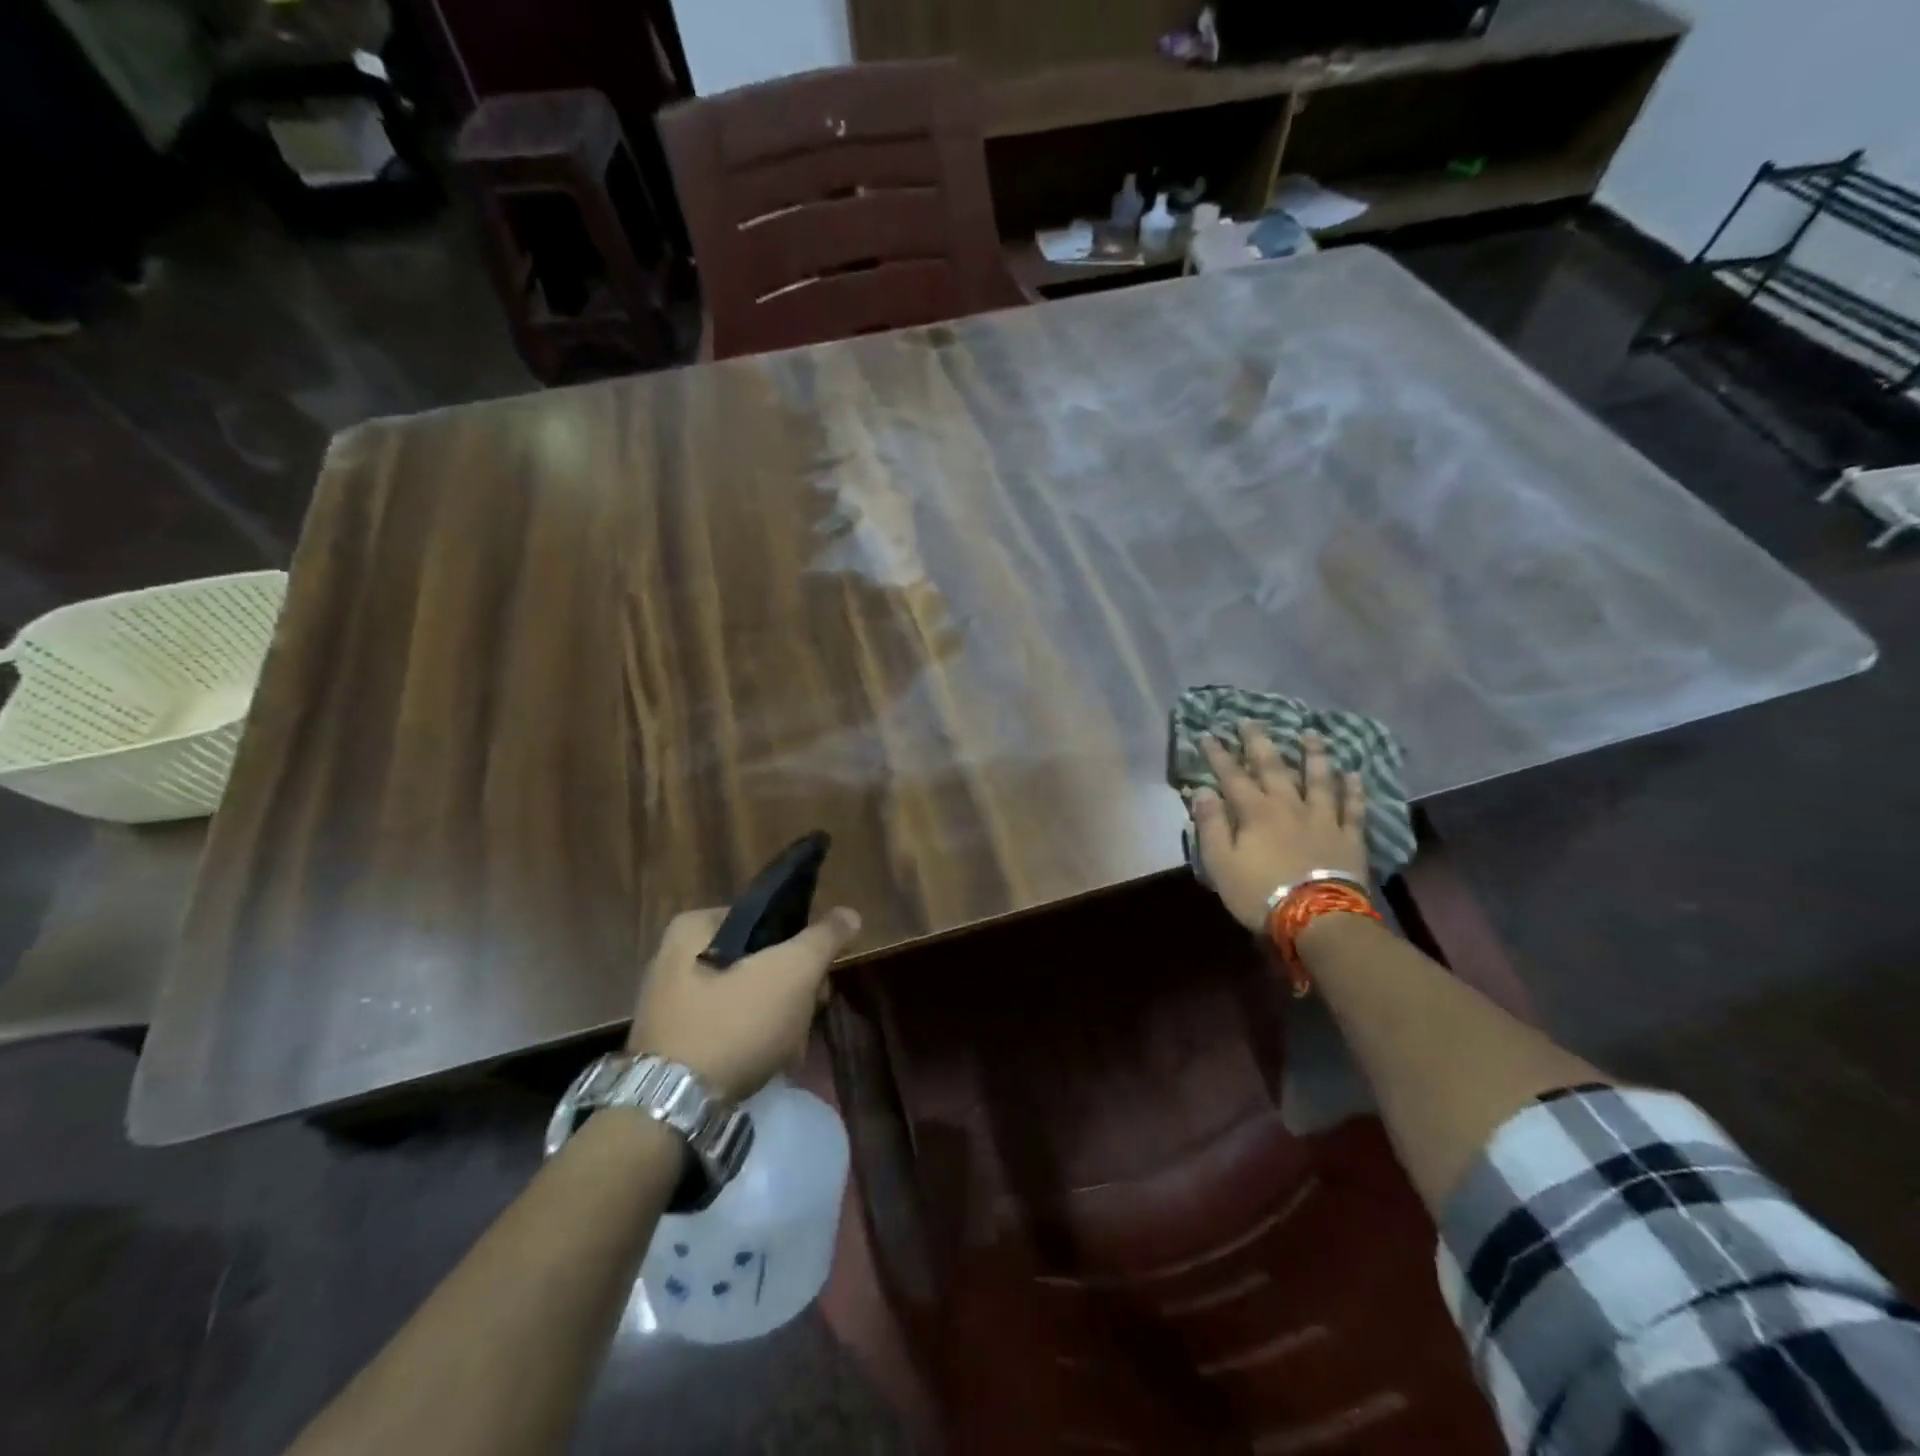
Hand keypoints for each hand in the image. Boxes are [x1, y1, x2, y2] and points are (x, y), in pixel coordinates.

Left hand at [628, 905, 861, 1102]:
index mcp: (693, 928)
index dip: (799, 943)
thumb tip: (848, 913)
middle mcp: (672, 959)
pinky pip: (725, 1030)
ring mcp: (670, 1005)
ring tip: (792, 1048)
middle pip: (757, 962)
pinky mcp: (671, 1046)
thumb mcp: (793, 971)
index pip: (764, 918)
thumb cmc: (734, 1023)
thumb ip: (824, 938)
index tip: (818, 973)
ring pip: (745, 999)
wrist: (671, 1110)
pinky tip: (769, 1064)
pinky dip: (750, 1043)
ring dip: (777, 1020)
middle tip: (809, 1013)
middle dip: (791, 990)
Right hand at [1191, 725, 1368, 931]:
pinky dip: (1354, 790)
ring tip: (1310, 733)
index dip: (1218, 754)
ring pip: (1319, 779)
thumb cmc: (1260, 893)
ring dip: (1313, 754)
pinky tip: (1354, 774)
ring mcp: (1323, 819)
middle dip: (1259, 742)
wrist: (1317, 918)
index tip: (1208, 734)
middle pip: (1273, 767)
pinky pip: (1353, 808)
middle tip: (1251, 720)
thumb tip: (1203, 791)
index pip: (1231, 776)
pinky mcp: (1349, 837)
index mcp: (1255, 812)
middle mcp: (1289, 805)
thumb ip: (1211, 825)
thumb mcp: (1220, 863)